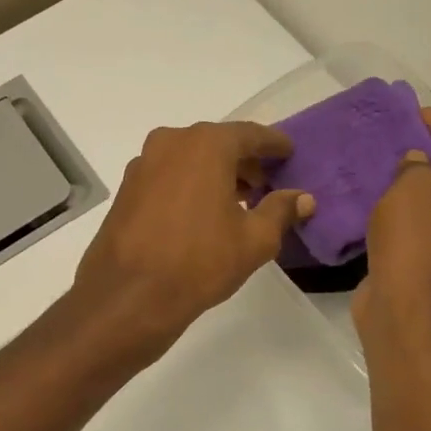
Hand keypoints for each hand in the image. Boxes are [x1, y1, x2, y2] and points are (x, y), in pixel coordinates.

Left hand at [71, 121, 312, 359]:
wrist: (128, 296)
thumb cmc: (199, 262)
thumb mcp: (254, 240)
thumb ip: (281, 211)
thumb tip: (304, 198)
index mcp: (206, 145)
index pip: (249, 134)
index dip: (273, 144)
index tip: (288, 153)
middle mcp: (171, 143)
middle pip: (217, 143)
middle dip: (243, 162)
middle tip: (265, 184)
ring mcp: (143, 164)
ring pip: (189, 159)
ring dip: (214, 173)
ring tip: (236, 202)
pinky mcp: (126, 189)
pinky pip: (167, 175)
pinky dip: (188, 184)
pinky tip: (200, 213)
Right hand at [353, 108, 430, 340]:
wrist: (403, 308)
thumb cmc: (414, 243)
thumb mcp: (412, 189)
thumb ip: (417, 165)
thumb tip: (418, 163)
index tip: (418, 115)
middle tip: (404, 137)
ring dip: (419, 182)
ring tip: (388, 165)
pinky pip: (424, 225)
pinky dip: (407, 208)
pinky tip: (380, 202)